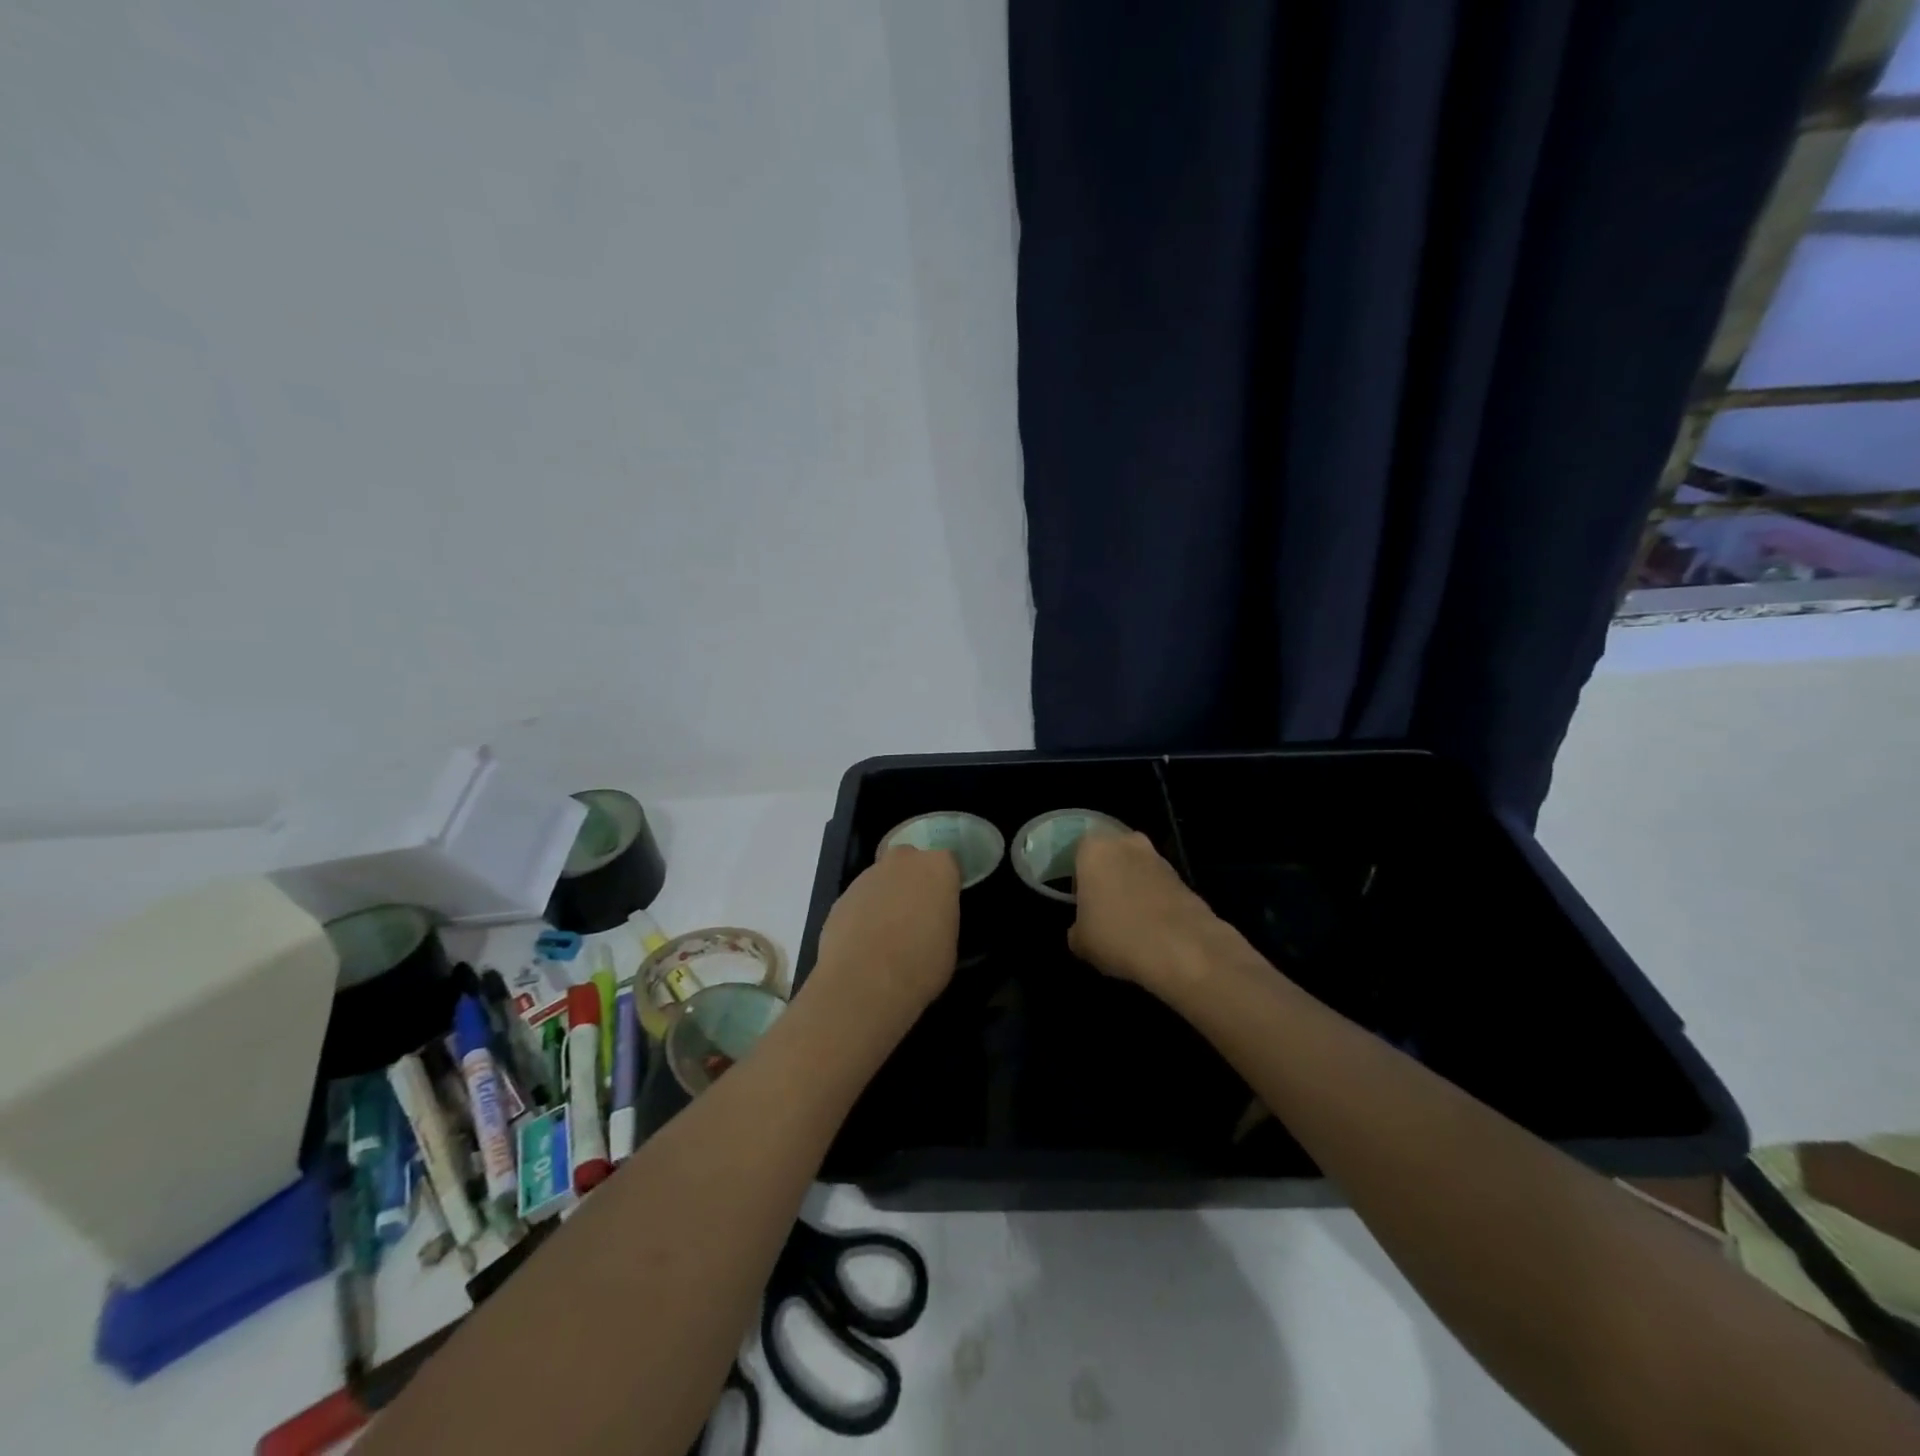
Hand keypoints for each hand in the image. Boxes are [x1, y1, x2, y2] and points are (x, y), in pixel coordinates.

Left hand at [812, 845, 960, 1020]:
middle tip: (916, 911)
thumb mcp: (949, 942)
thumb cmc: (920, 964)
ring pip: (882, 878)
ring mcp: (867, 876)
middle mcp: (902, 861)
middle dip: (912, 879)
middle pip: (909, 860)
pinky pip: (860, 900)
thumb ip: (941, 916)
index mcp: (936, 867)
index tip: (945, 901)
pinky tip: (865, 942)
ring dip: (886, 896)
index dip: (945, 880)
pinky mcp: (841, 897)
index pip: (947, 860)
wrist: (863, 982)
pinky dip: (864, 913)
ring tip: (888, 934)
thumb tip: (930, 919)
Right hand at [1069, 832, 1227, 995]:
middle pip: (1111, 856)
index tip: (1080, 902)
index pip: (1077, 852)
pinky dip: (1154, 900)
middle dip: (1107, 877)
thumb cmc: (1118, 936)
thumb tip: (1082, 929)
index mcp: (1094, 849)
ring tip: (1129, 922)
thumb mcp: (1080, 941)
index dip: (1078, 878)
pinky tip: (1152, 928)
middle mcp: (1126, 843)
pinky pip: (1158, 885)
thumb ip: (1076, 927)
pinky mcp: (1183, 878)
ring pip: (1136, 869)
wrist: (1183, 949)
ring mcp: (1159, 858)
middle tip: (1103, 908)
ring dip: (1132, 887)